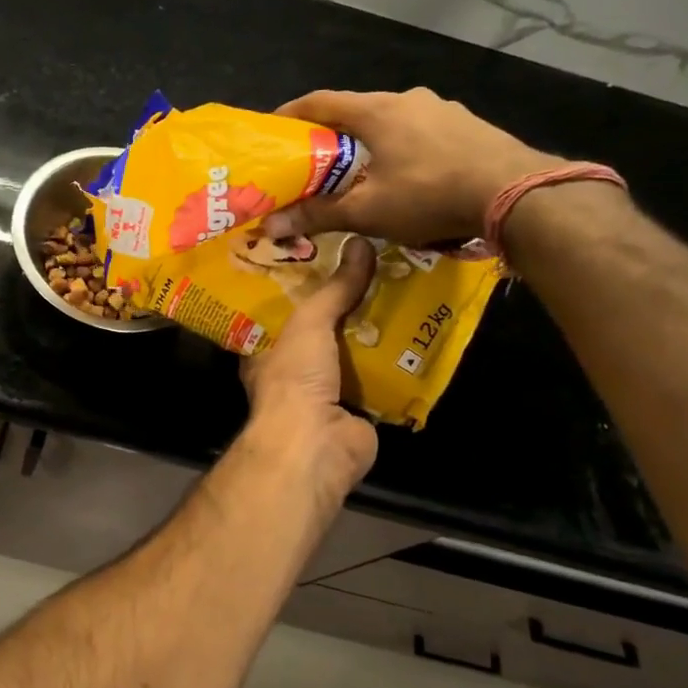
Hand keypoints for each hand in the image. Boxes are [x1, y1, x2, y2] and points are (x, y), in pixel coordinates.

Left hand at [239, 237, 380, 504]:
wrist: (316, 443)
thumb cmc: (294, 378)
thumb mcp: (309, 323)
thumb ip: (333, 289)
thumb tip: (360, 244)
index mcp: (266, 350)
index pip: (283, 312)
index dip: (302, 287)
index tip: (327, 260)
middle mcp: (293, 371)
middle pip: (323, 331)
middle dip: (347, 308)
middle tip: (377, 271)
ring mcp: (326, 393)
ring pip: (354, 355)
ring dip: (376, 333)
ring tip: (405, 293)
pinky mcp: (359, 412)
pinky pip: (381, 381)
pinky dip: (398, 364)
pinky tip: (421, 335)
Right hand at [262, 89, 563, 245]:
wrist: (517, 194)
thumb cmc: (429, 195)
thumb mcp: (366, 211)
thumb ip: (317, 215)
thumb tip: (270, 226)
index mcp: (377, 111)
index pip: (321, 102)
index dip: (292, 113)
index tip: (272, 128)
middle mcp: (408, 100)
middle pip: (356, 111)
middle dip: (331, 135)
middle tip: (313, 161)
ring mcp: (444, 110)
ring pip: (392, 122)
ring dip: (369, 143)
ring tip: (358, 172)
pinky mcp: (469, 126)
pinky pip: (421, 133)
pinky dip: (401, 149)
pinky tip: (404, 176)